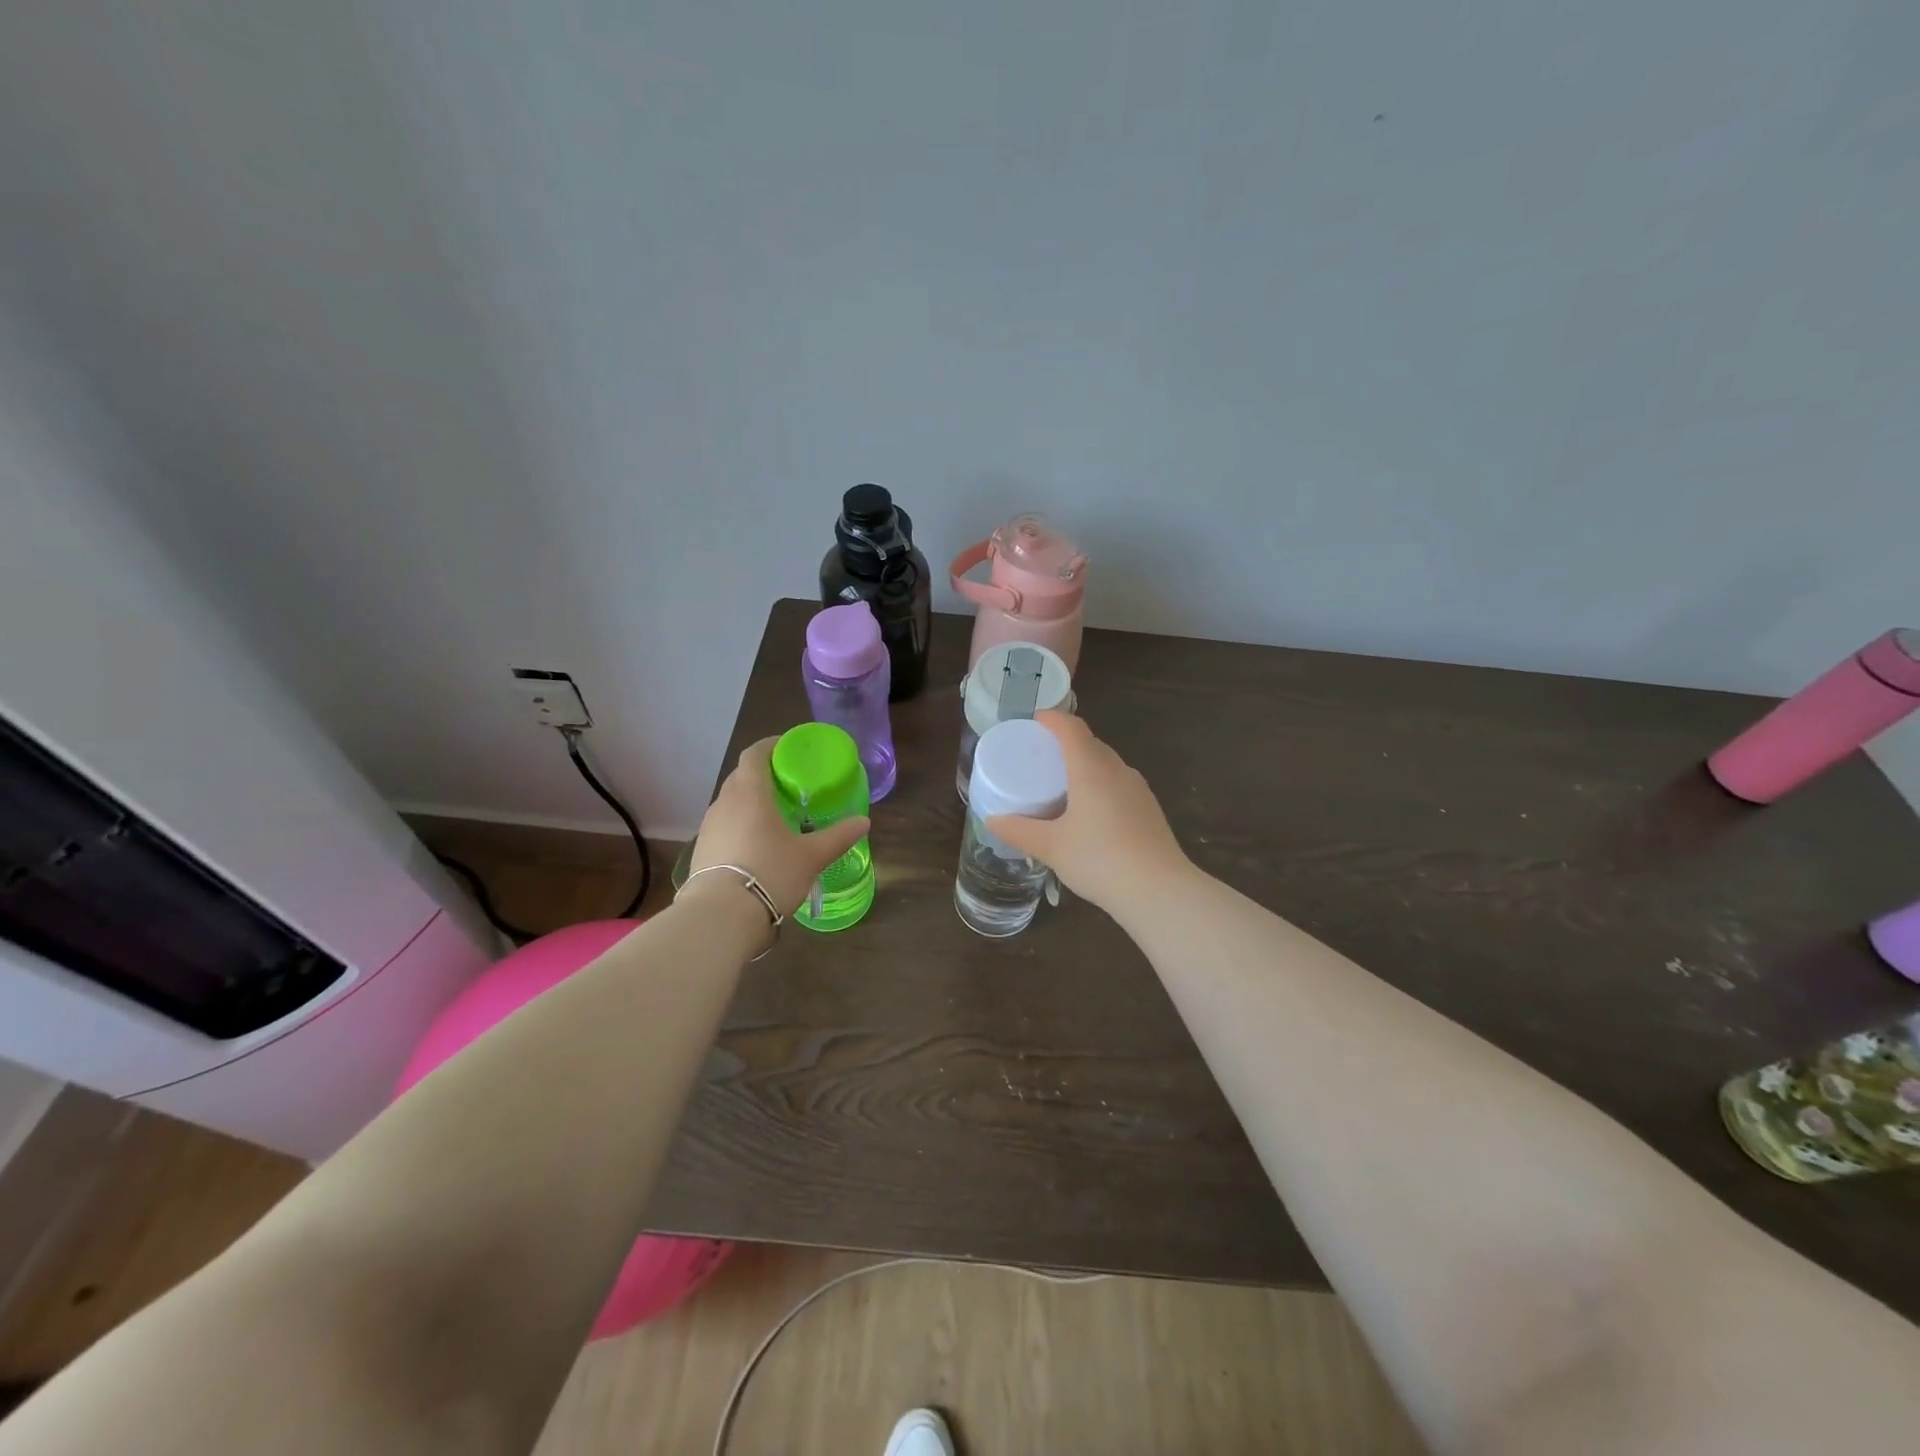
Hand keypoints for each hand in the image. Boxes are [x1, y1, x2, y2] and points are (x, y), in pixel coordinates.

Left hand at [688, 737, 870, 915]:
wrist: (721, 916)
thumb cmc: (770, 873)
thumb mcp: (811, 856)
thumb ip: (838, 836)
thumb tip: (864, 822)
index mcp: (750, 793)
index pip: (755, 754)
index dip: (771, 746)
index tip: (789, 749)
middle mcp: (724, 803)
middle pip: (742, 777)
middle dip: (764, 775)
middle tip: (790, 785)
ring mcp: (709, 827)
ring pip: (731, 802)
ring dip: (751, 801)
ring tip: (776, 815)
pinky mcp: (702, 850)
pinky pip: (724, 825)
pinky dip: (741, 824)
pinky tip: (757, 844)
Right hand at [985, 711, 1189, 915]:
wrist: (1158, 890)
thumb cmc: (1099, 859)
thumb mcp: (1051, 847)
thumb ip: (1019, 831)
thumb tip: (992, 820)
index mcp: (1091, 769)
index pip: (1072, 728)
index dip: (1053, 719)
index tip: (1035, 720)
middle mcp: (1117, 770)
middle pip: (1090, 743)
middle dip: (1066, 742)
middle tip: (1042, 756)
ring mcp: (1138, 789)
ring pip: (1107, 764)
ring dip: (1085, 765)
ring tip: (1062, 784)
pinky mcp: (1149, 809)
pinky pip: (1119, 784)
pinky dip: (1100, 785)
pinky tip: (1090, 812)